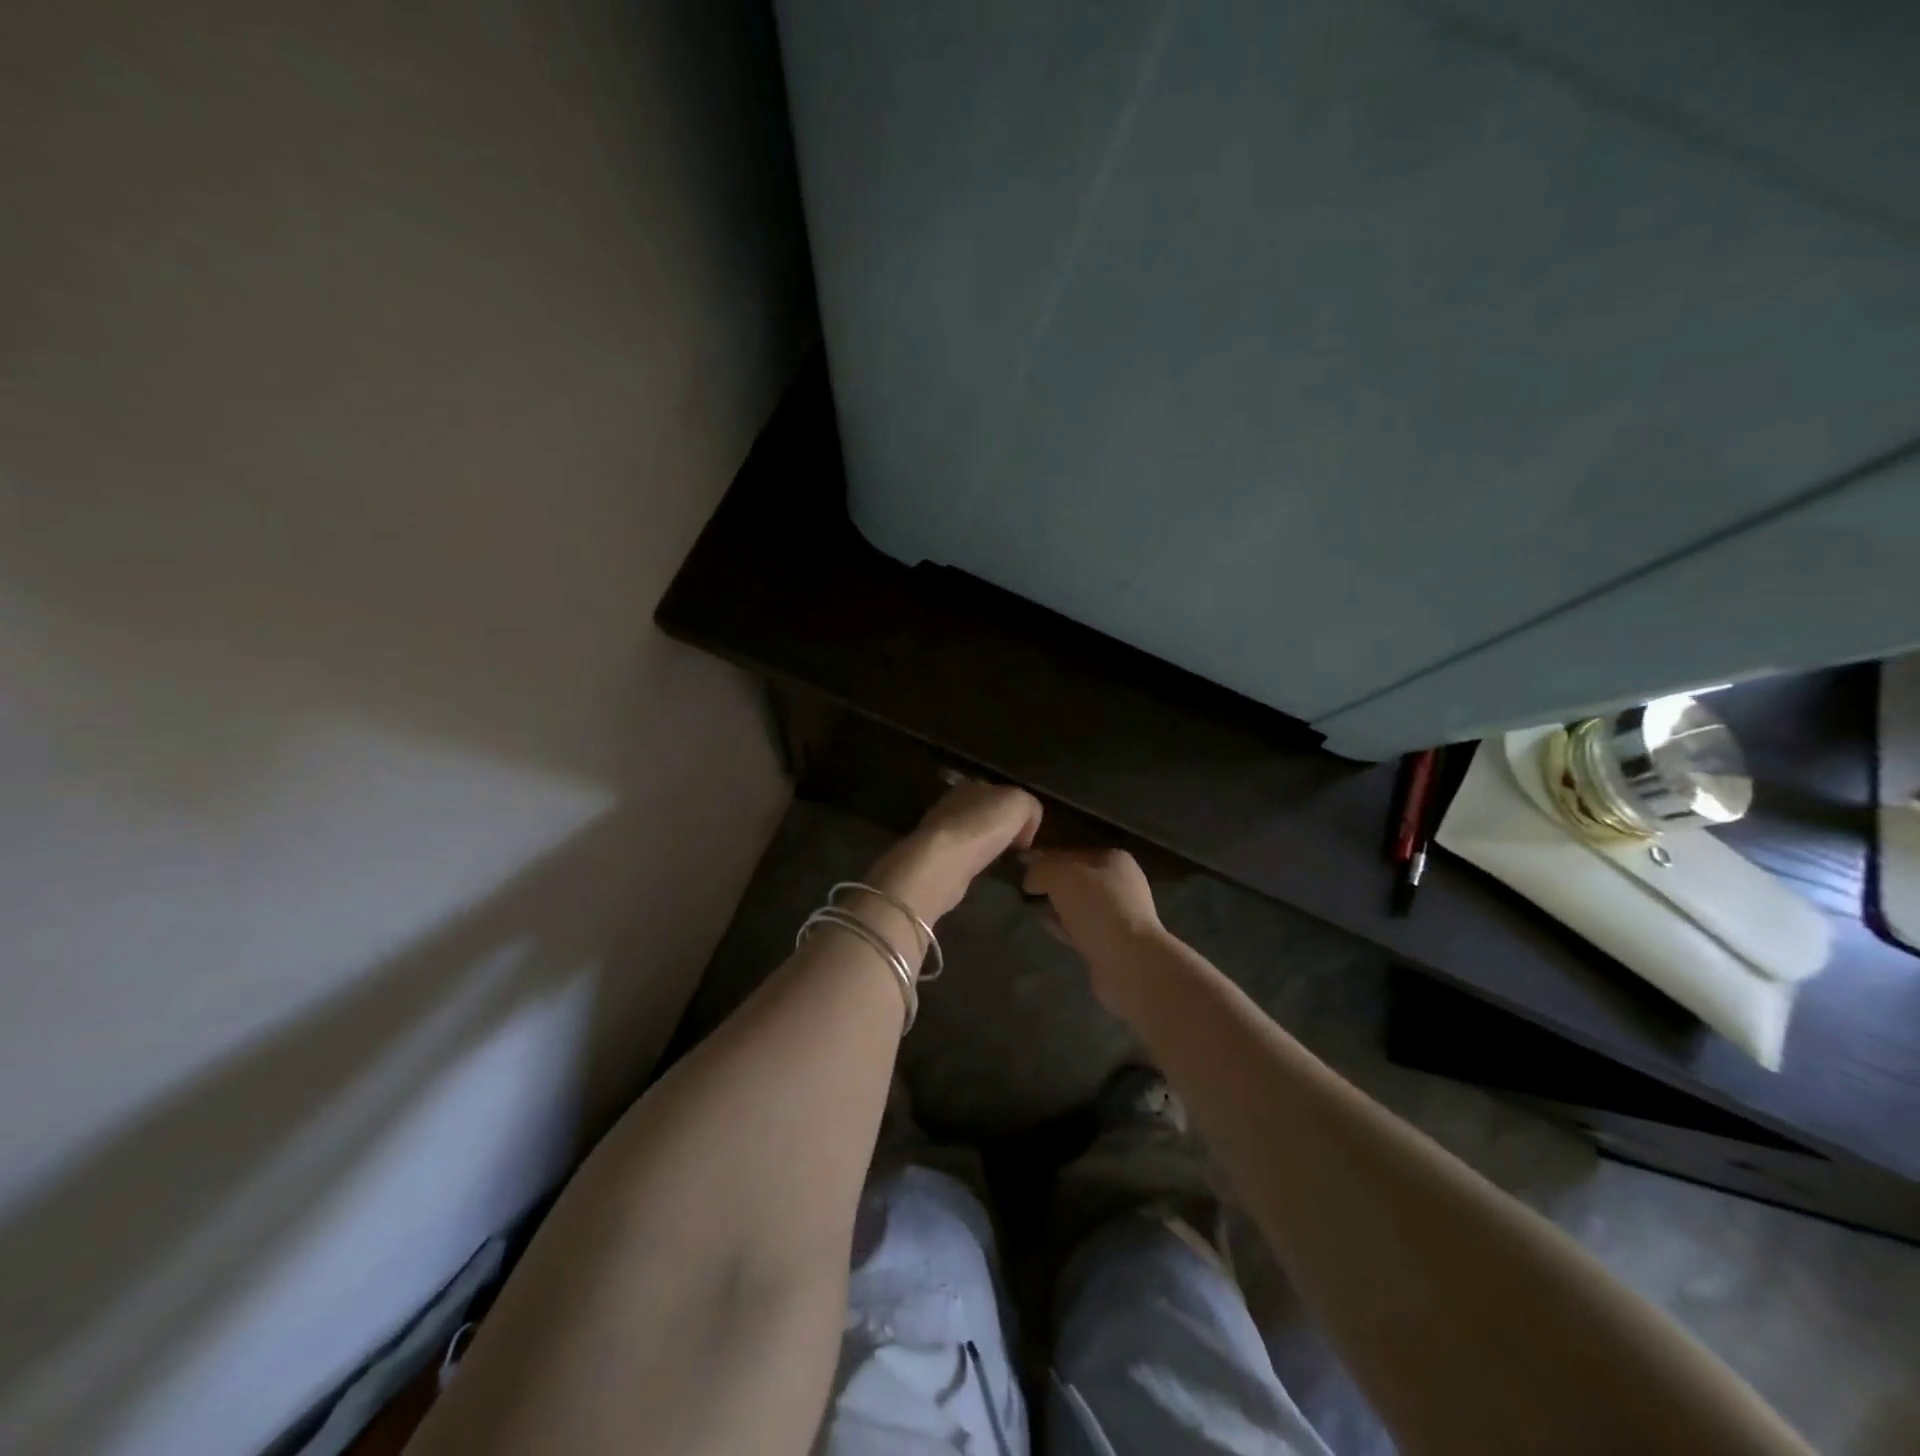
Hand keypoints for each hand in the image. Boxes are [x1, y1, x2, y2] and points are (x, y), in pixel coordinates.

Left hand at [868, 781, 1043, 922]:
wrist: (943, 862)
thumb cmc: (983, 826)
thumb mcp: (1020, 804)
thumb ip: (1030, 806)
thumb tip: (1025, 827)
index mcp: (972, 785)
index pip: (1001, 793)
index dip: (1019, 812)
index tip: (1028, 834)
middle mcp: (953, 804)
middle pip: (987, 814)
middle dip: (1003, 831)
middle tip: (1018, 851)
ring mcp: (942, 831)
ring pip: (975, 836)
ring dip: (989, 849)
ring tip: (1003, 864)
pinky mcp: (936, 857)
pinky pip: (964, 857)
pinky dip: (976, 864)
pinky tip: (983, 874)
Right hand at [1021, 848, 1162, 971]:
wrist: (1129, 962)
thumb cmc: (1097, 908)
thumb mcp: (1061, 877)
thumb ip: (1041, 868)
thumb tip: (1029, 876)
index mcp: (1113, 860)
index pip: (1072, 852)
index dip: (1045, 857)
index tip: (1021, 866)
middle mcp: (1121, 884)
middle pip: (1077, 879)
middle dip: (1053, 883)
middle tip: (1025, 888)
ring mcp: (1119, 916)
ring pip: (1080, 904)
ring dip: (1058, 905)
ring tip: (1033, 906)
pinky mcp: (1113, 943)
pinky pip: (1081, 928)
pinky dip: (1065, 926)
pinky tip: (1047, 926)